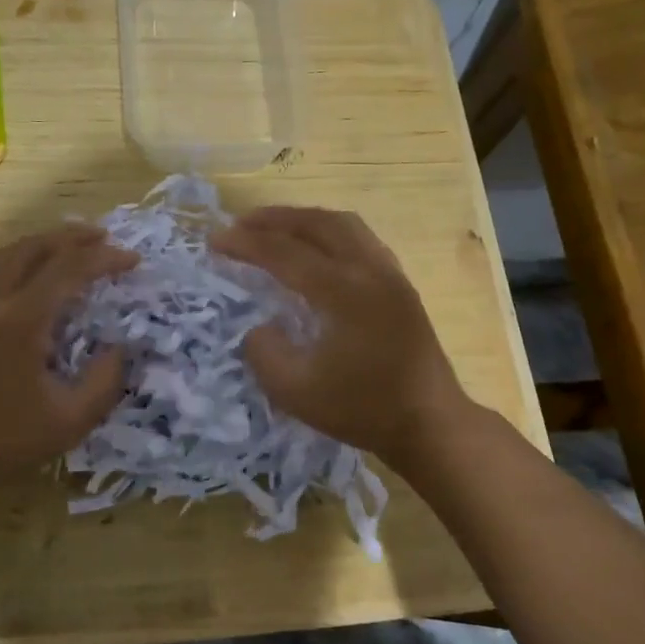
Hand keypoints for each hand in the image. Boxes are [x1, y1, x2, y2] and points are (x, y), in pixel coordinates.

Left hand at [0, 225, 136, 498]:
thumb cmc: (3, 443)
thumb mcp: (70, 422)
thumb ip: (105, 382)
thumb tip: (120, 348)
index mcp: (20, 321)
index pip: (69, 270)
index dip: (104, 259)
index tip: (133, 260)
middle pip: (34, 247)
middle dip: (73, 236)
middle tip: (105, 237)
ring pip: (7, 253)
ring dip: (44, 243)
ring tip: (72, 246)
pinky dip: (17, 258)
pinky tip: (28, 271)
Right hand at [210, 207, 468, 471]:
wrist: (430, 424)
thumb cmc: (363, 410)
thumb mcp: (296, 393)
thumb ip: (265, 353)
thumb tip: (260, 327)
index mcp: (343, 292)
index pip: (284, 253)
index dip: (246, 244)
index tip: (214, 240)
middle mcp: (369, 270)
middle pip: (316, 224)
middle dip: (274, 219)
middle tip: (240, 223)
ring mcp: (390, 274)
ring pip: (344, 224)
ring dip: (304, 219)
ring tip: (275, 226)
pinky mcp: (401, 285)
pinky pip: (361, 238)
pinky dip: (330, 231)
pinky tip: (318, 247)